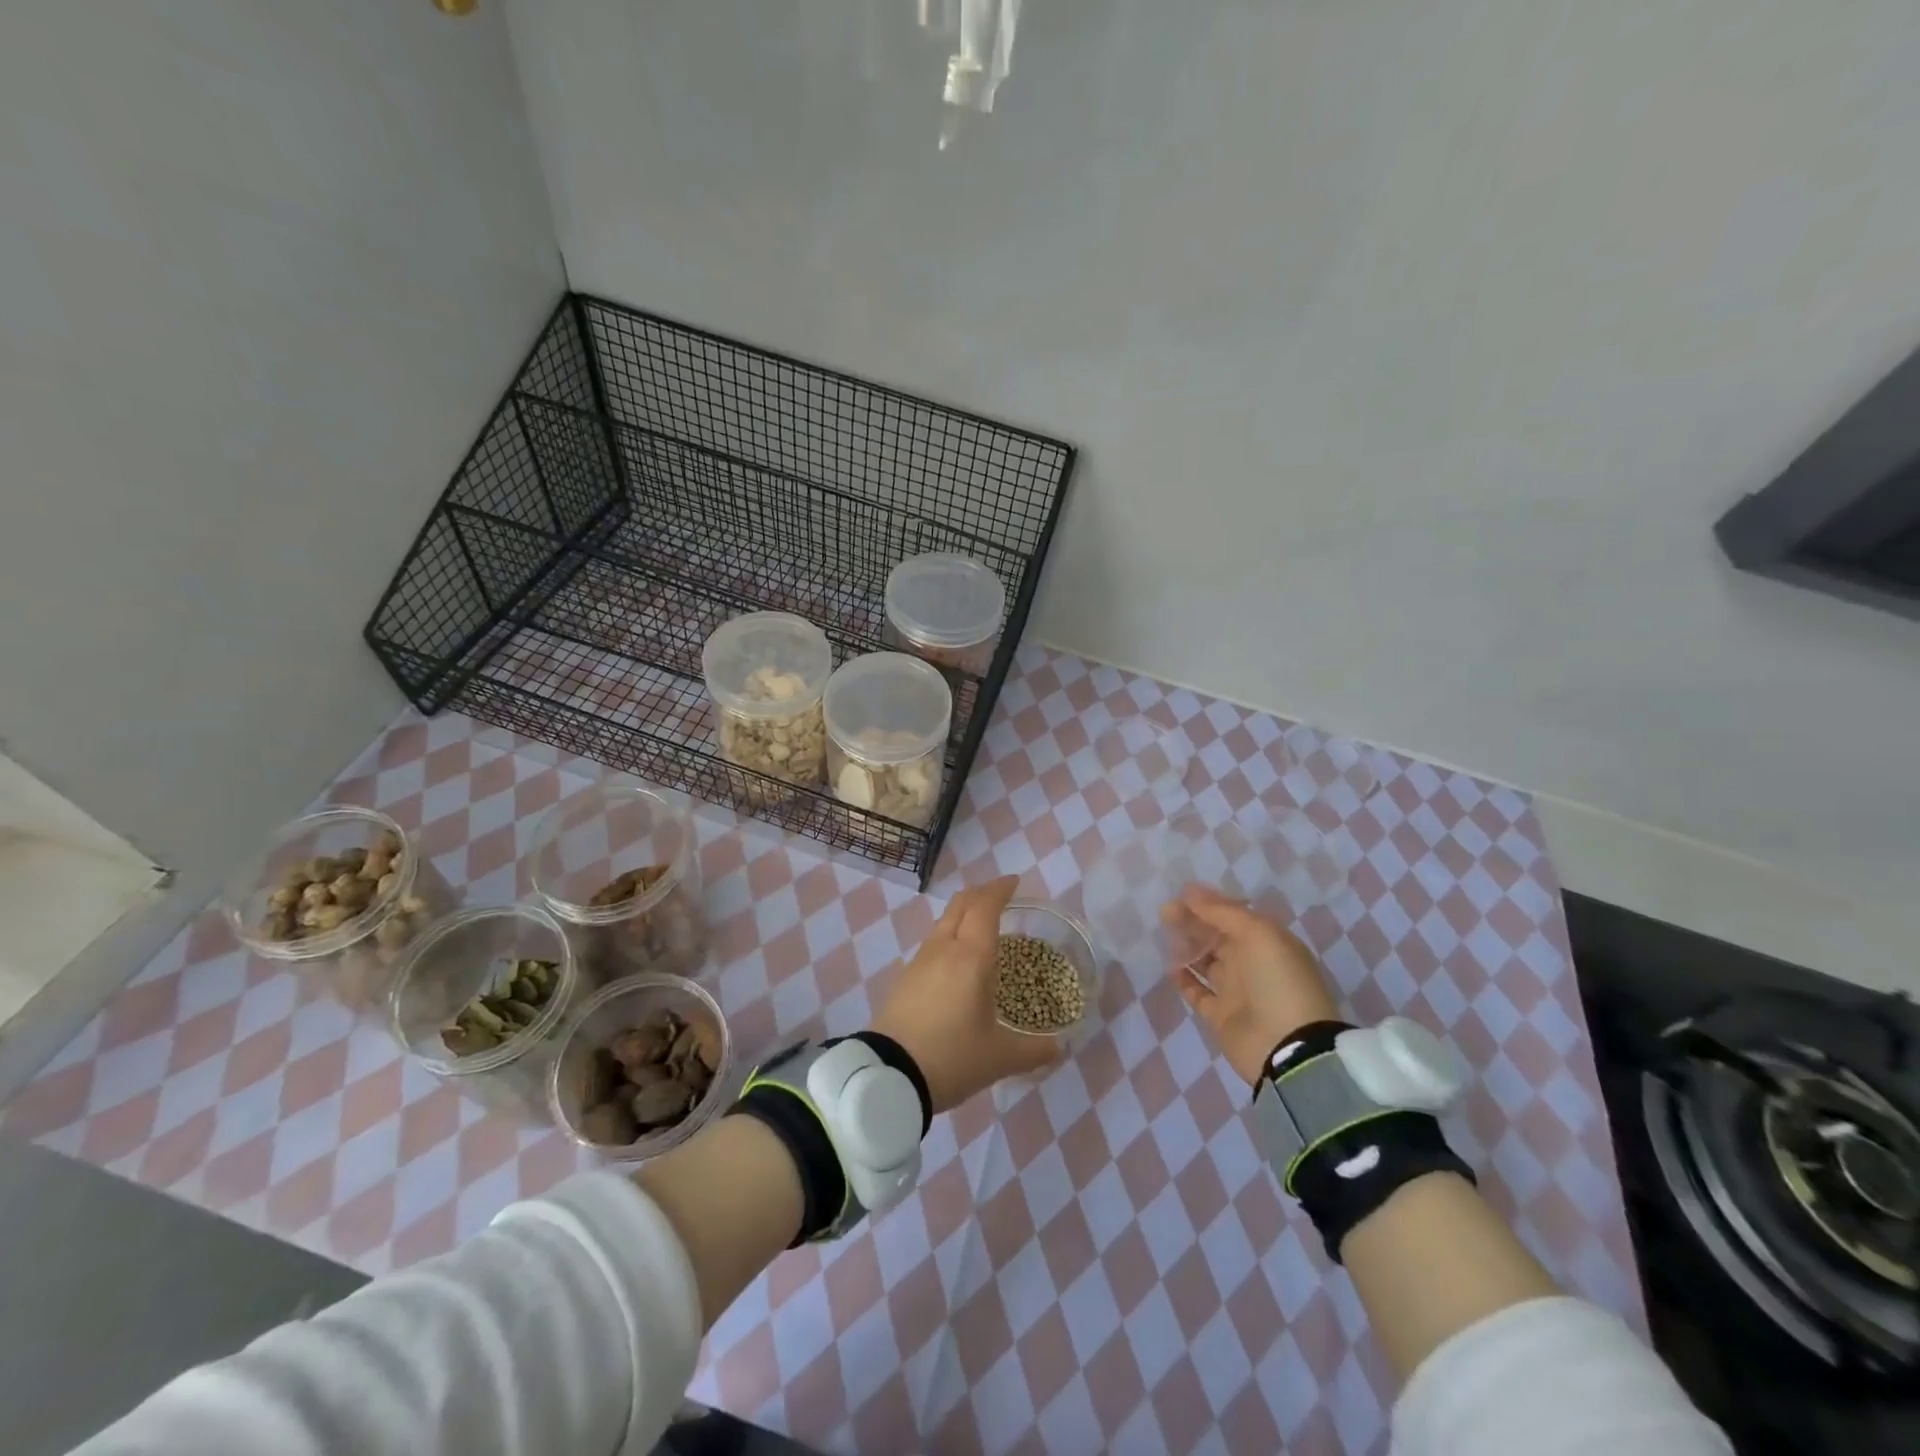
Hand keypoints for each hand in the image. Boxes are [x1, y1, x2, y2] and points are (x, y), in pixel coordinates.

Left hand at [870, 876, 1064, 1112]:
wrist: (889, 1076)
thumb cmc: (952, 1057)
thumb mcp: (1000, 1058)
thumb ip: (1034, 1050)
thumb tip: (1059, 1048)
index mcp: (971, 956)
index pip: (985, 906)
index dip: (1000, 889)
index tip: (1014, 882)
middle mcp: (943, 948)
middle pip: (960, 904)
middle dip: (981, 894)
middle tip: (1000, 898)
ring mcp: (919, 961)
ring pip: (943, 922)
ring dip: (963, 915)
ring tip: (980, 928)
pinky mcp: (904, 979)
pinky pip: (931, 944)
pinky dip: (949, 937)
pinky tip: (955, 962)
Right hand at [1162, 884, 1340, 1084]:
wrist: (1287, 1046)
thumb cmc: (1277, 980)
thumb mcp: (1258, 934)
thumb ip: (1222, 911)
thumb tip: (1190, 892)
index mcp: (1267, 941)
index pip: (1234, 915)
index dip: (1209, 903)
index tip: (1181, 893)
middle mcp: (1252, 963)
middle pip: (1216, 936)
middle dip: (1192, 921)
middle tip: (1164, 910)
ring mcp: (1236, 990)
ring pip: (1206, 961)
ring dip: (1186, 946)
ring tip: (1163, 932)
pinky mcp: (1220, 1015)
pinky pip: (1197, 992)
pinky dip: (1184, 979)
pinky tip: (1169, 966)